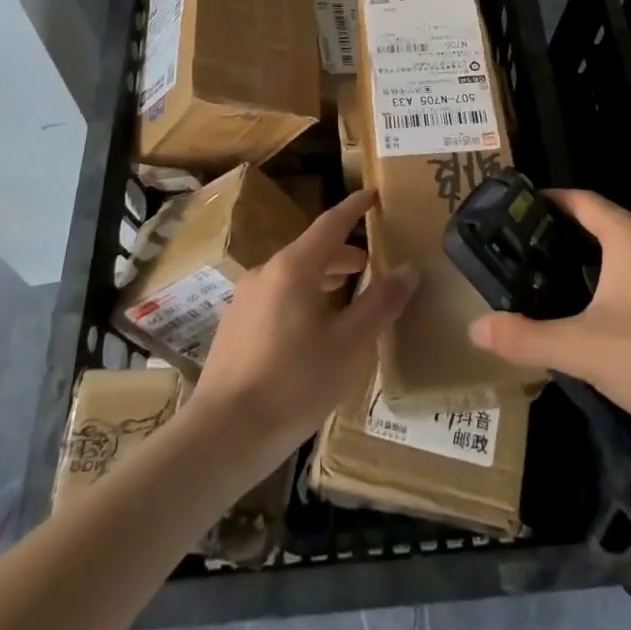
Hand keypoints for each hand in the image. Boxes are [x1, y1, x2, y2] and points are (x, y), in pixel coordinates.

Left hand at [186, 190, 416, 479]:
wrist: (223, 434)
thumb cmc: (294, 384)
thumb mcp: (349, 346)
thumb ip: (380, 304)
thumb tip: (408, 269)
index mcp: (294, 268)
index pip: (330, 224)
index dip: (354, 208)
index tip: (372, 195)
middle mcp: (266, 273)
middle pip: (311, 251)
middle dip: (342, 254)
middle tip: (369, 264)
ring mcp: (245, 299)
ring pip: (292, 276)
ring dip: (322, 279)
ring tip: (345, 299)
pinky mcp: (234, 326)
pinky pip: (276, 297)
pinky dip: (301, 299)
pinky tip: (311, 332)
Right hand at [467, 190, 630, 449]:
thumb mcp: (583, 349)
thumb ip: (527, 338)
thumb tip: (476, 328)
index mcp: (629, 235)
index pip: (580, 200)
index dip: (546, 201)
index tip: (513, 214)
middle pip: (600, 223)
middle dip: (561, 236)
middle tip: (522, 256)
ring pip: (624, 252)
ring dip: (590, 262)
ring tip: (552, 285)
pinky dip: (615, 283)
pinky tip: (600, 318)